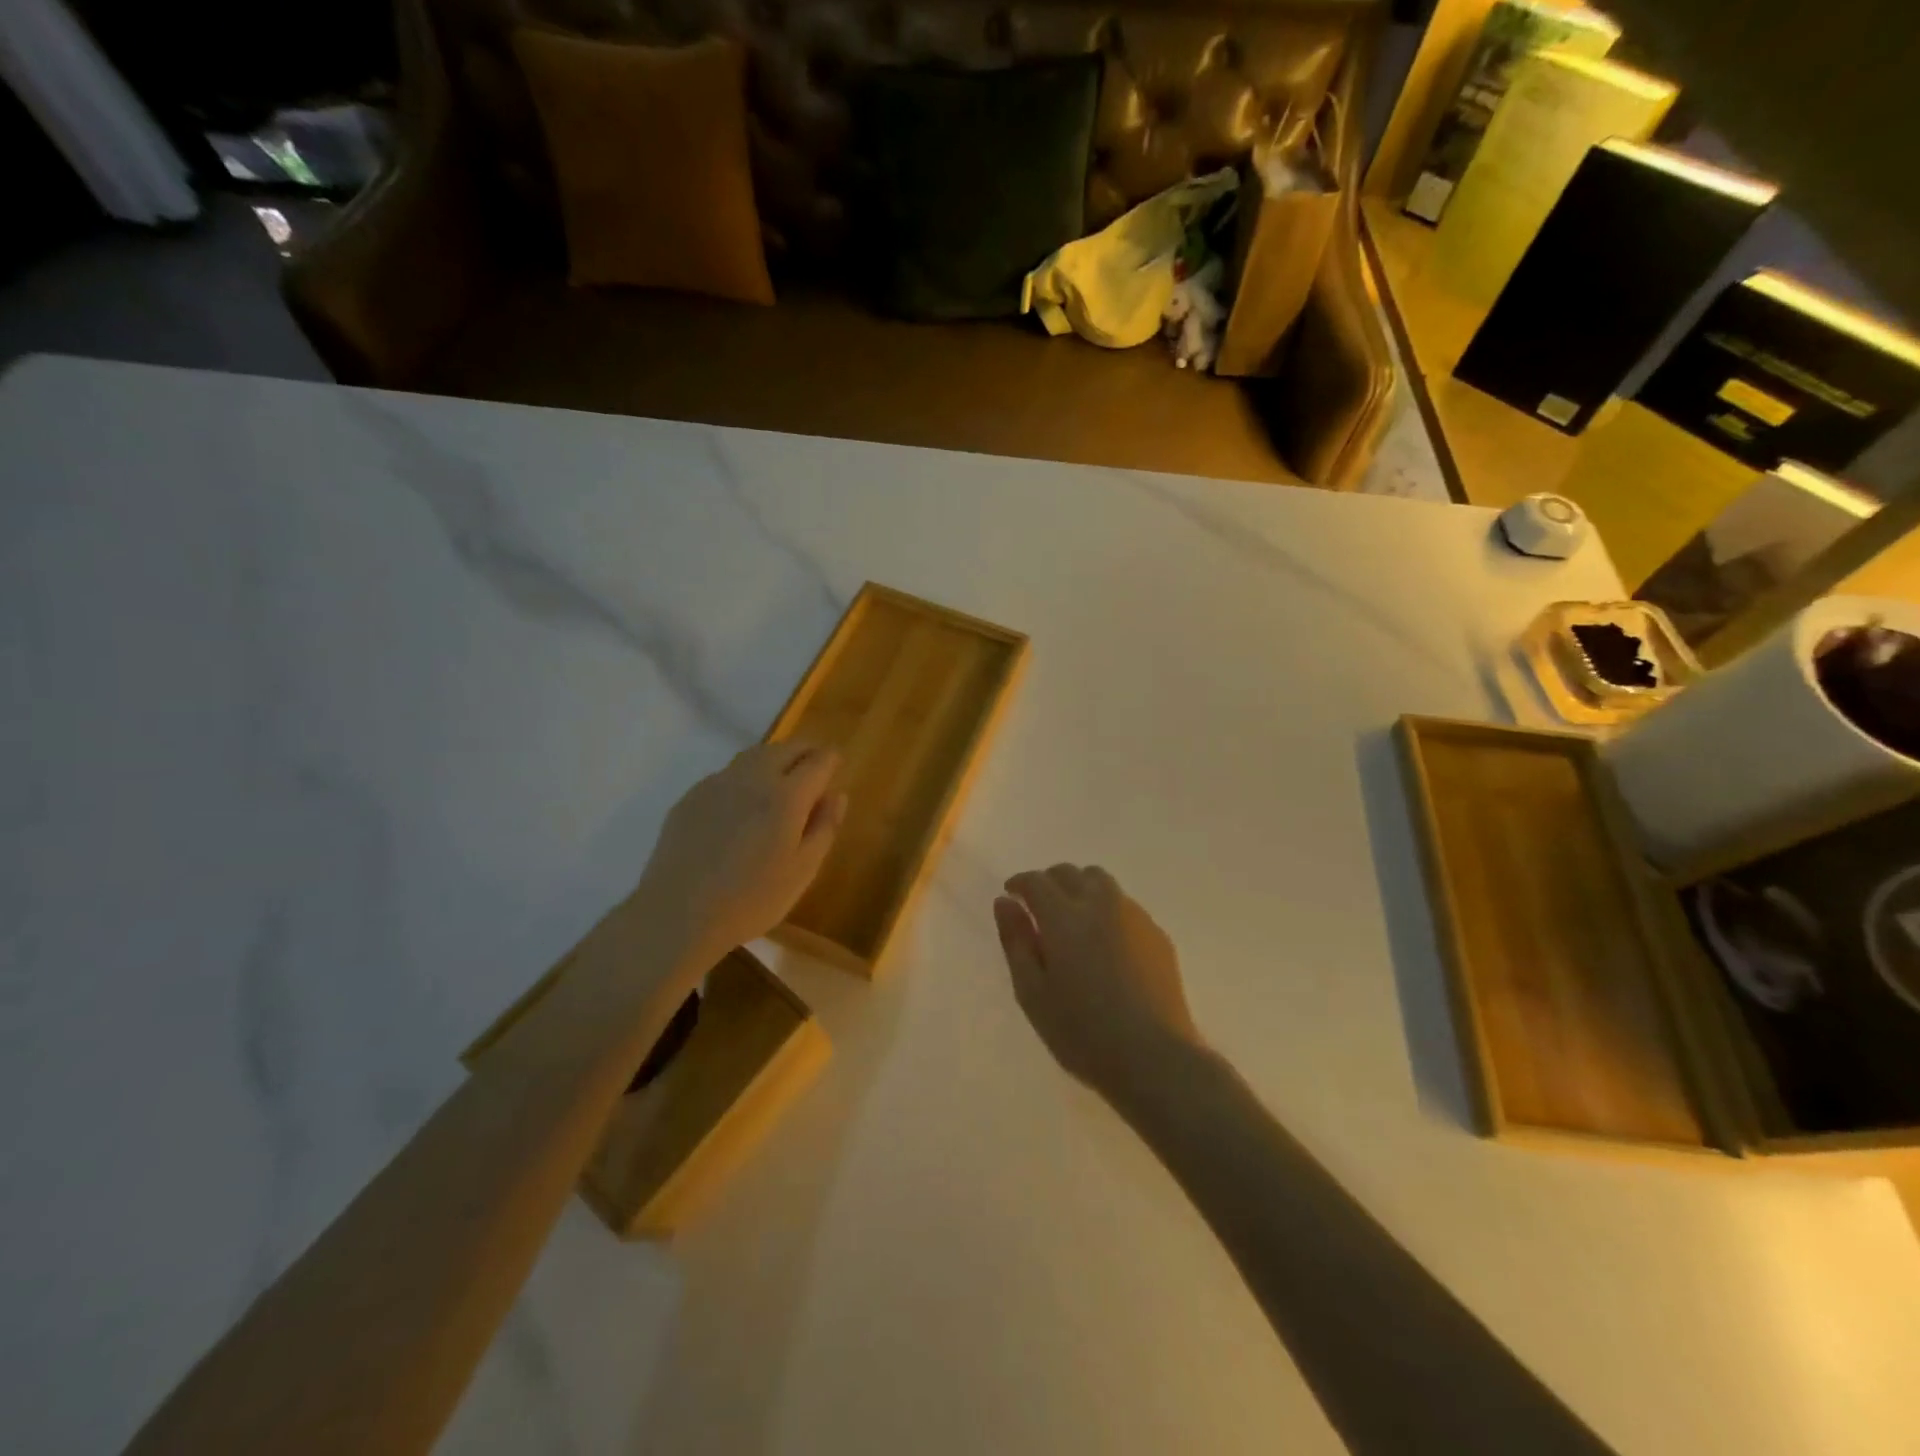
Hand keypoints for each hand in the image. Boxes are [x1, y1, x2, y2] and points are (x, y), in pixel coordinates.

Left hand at [630, 741, 845, 967]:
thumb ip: (824, 827)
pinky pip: (727, 773)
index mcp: (787, 796)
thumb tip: (837, 794)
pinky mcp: (691, 796)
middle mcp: (753, 778)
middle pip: (785, 748)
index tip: (837, 764)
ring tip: (782, 778)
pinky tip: (743, 802)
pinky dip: (746, 775)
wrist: (678, 914)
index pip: (818, 761)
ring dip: (775, 758)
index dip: (831, 759)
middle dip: (805, 752)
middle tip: (814, 766)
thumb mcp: (803, 870)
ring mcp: (717, 783)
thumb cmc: (752, 899)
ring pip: (754, 755)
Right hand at [994, 865, 1203, 1099]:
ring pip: (1101, 883)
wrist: (1155, 1057)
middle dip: (1049, 882)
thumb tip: (1005, 902)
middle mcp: (1101, 904)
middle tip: (1038, 907)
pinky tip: (1106, 943)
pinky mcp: (1158, 935)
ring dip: (1080, 889)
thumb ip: (1016, 941)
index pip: (1037, 881)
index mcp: (1065, 917)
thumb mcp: (1032, 993)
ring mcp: (1134, 917)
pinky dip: (1107, 910)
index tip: (1011, 895)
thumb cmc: (1082, 1032)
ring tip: (1073, 920)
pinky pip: (1125, 906)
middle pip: (1071, 873)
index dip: (1019, 883)